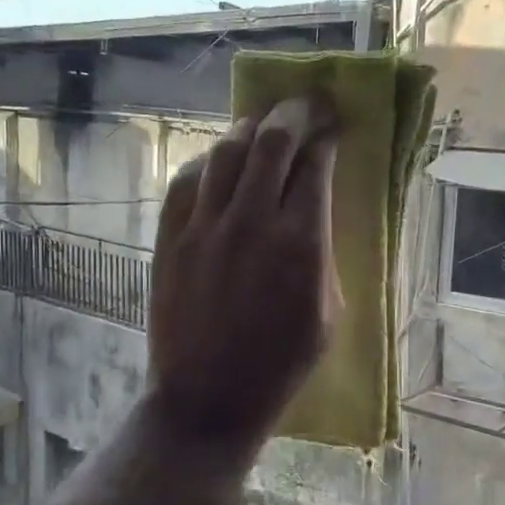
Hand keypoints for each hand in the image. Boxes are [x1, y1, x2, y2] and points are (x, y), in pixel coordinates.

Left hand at [147, 97, 340, 443]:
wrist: (207, 399)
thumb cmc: (280, 367)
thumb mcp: (328, 314)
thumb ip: (324, 252)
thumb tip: (317, 209)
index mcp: (300, 243)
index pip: (315, 164)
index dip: (327, 136)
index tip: (334, 127)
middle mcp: (251, 221)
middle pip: (272, 140)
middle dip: (295, 112)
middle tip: (307, 105)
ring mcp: (203, 226)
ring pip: (226, 150)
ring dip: (251, 128)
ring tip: (264, 123)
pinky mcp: (170, 237)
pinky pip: (188, 179)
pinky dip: (209, 161)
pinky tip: (220, 162)